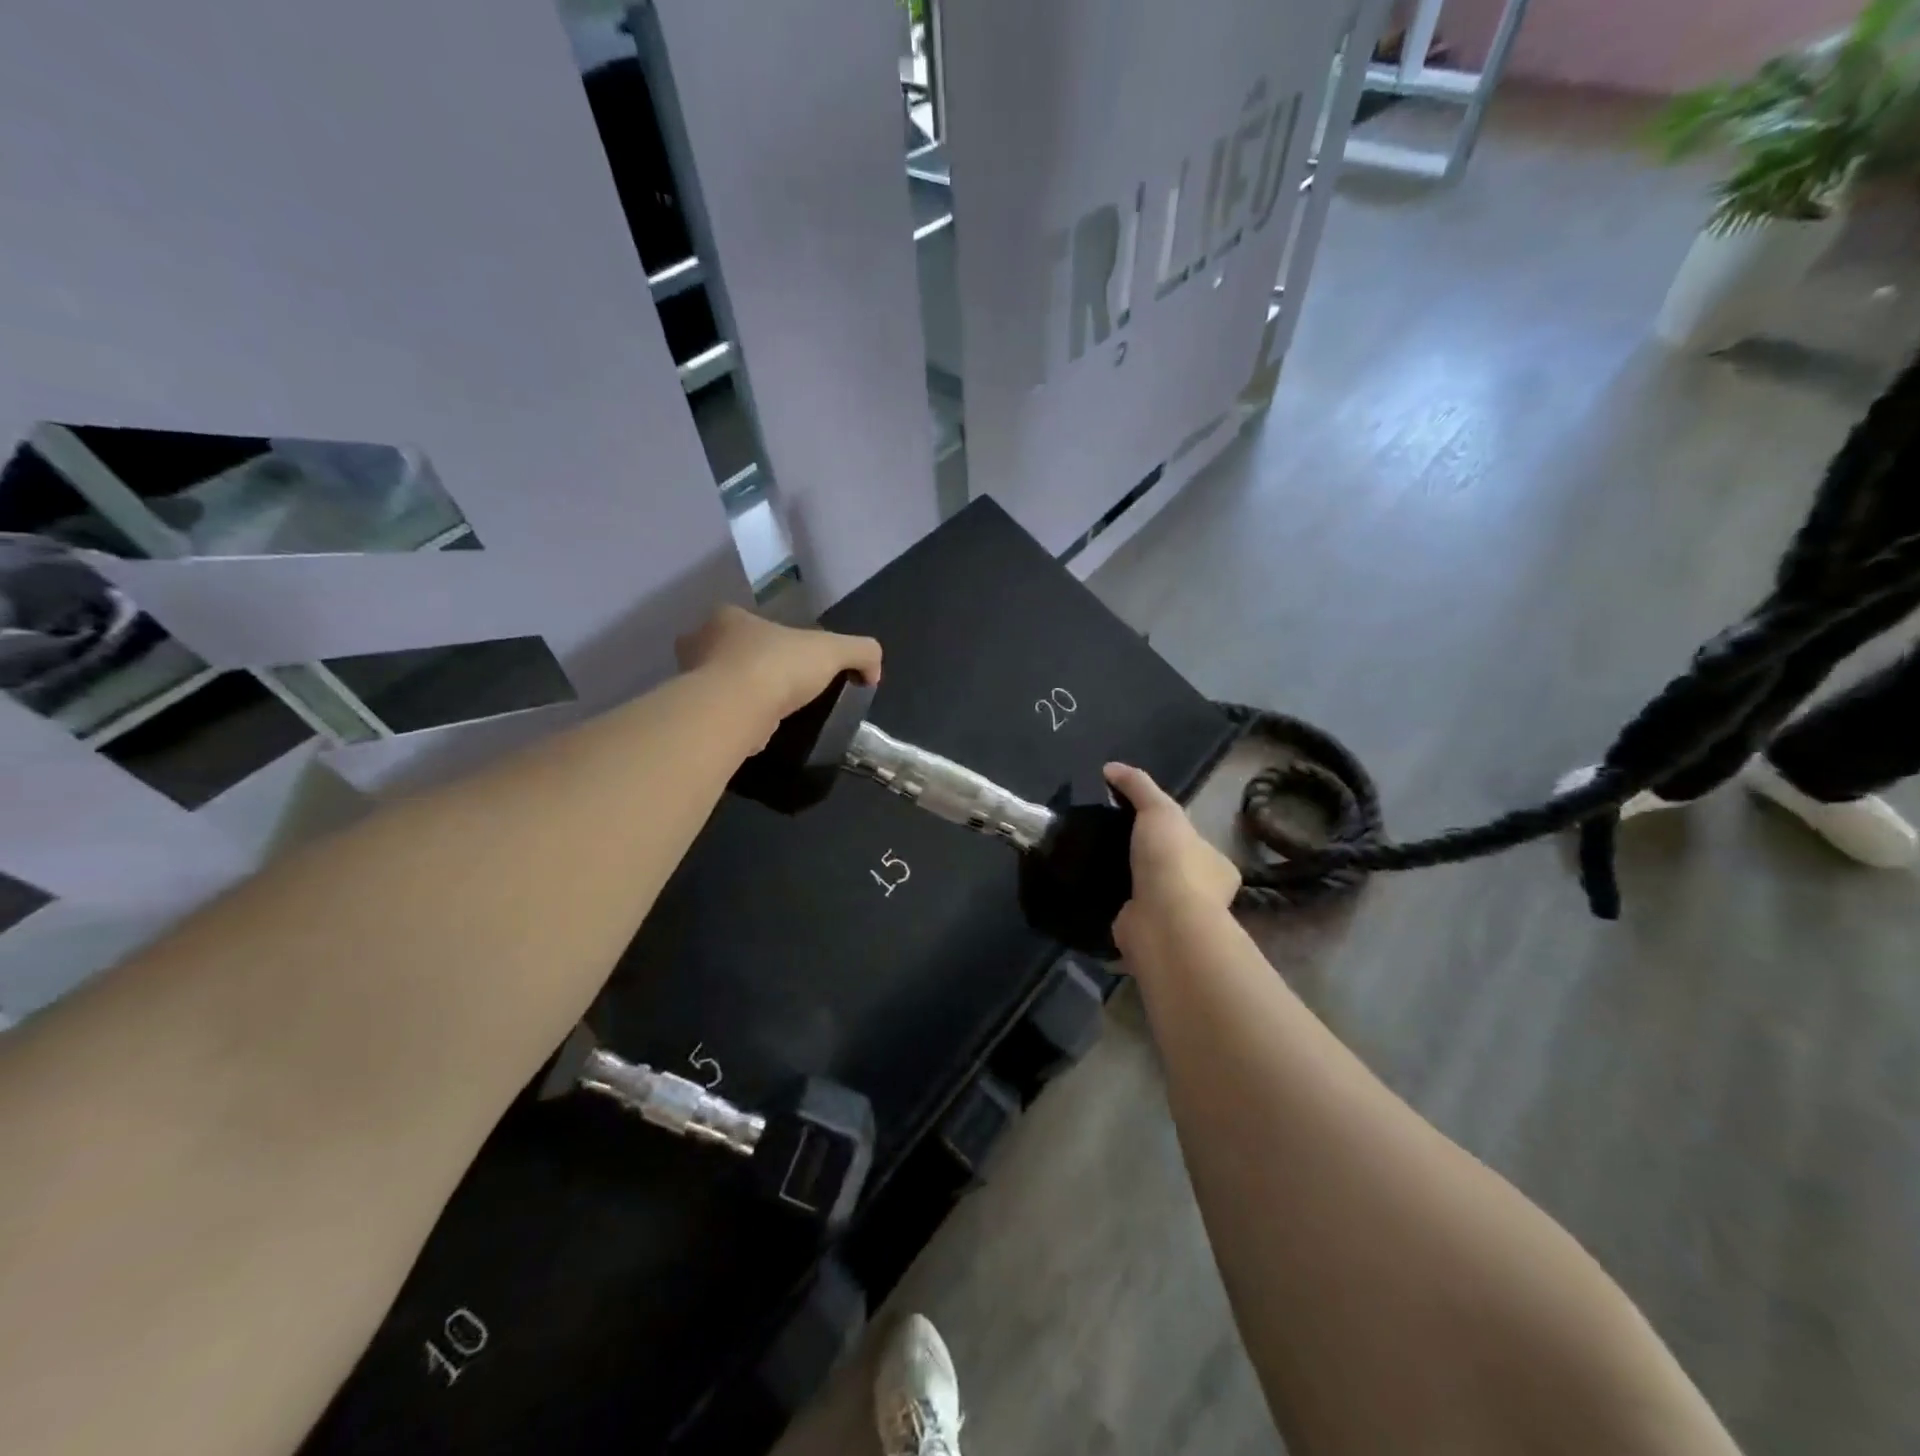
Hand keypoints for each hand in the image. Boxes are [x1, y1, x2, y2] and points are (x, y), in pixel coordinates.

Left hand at [676, 604, 881, 733]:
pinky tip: (756, 733)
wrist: (735, 709)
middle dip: (747, 665)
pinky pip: (718, 715)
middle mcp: (700, 643)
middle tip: (778, 686)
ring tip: (769, 712)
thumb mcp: (833, 650)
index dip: (771, 637)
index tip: (791, 659)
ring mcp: (691, 681)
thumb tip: (873, 672)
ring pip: (718, 685)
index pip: (748, 621)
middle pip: (726, 651)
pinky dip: (736, 722)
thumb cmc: (778, 667)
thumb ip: (860, 652)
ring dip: (740, 696)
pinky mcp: (694, 714)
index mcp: (729, 618)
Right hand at [1103, 762, 1239, 958]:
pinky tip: (1094, 892)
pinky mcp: (1151, 935)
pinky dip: (1116, 905)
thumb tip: (1111, 768)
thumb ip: (1138, 786)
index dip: (1171, 830)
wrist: (1163, 922)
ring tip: (1097, 864)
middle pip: (1172, 868)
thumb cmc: (1172, 862)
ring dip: (1131, 883)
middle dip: (1149, 858)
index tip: (1140, 821)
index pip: (1194, 842)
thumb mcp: (1158, 809)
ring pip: (1151, 893)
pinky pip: (1131, 914)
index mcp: (1217, 865)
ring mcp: (1177, 919)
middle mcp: (1204, 895)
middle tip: (1113, 842)